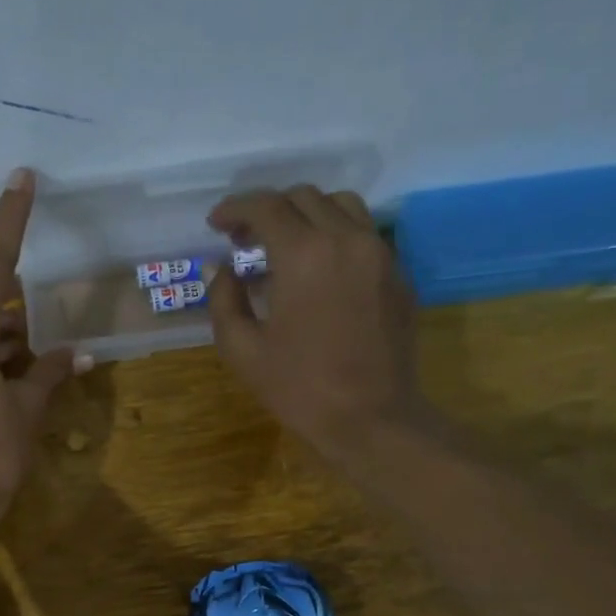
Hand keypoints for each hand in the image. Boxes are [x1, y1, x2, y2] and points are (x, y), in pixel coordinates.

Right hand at [206, 186, 421, 458]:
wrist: (371, 418)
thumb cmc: (300, 389)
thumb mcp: (243, 351)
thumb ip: (224, 301)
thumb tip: (221, 269)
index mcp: (304, 254)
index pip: (266, 207)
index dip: (236, 209)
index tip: (217, 224)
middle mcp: (346, 238)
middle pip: (304, 198)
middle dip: (269, 211)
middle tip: (245, 241)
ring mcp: (380, 254)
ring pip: (341, 206)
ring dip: (306, 215)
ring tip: (286, 246)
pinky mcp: (399, 275)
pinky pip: (365, 236)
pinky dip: (336, 237)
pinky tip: (320, 271)